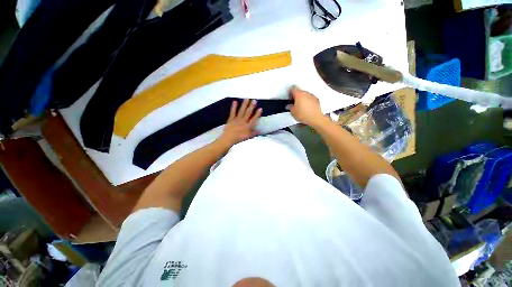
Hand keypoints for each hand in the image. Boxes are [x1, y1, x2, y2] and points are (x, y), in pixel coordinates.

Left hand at [217, 99, 261, 147]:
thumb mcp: (248, 137)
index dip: (257, 114)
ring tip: (247, 99)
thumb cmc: (239, 138)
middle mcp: (243, 121)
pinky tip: (235, 101)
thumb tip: (260, 130)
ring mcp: (237, 119)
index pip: (254, 119)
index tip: (260, 108)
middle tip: (254, 100)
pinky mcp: (231, 119)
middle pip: (248, 113)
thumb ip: (254, 133)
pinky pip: (233, 112)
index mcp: (248, 126)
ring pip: (242, 111)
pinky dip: (234, 107)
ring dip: (244, 105)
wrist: (228, 139)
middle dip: (251, 106)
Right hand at [288, 86, 325, 126]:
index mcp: (299, 94)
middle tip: (293, 102)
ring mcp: (312, 96)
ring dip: (302, 99)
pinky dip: (308, 101)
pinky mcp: (316, 100)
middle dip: (296, 96)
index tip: (289, 96)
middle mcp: (306, 93)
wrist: (315, 118)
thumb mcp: (293, 112)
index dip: (289, 92)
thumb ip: (290, 107)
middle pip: (299, 91)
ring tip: (300, 106)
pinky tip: (306, 108)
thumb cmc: (304, 115)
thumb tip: (290, 106)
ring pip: (305, 95)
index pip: (292, 89)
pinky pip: (310, 99)